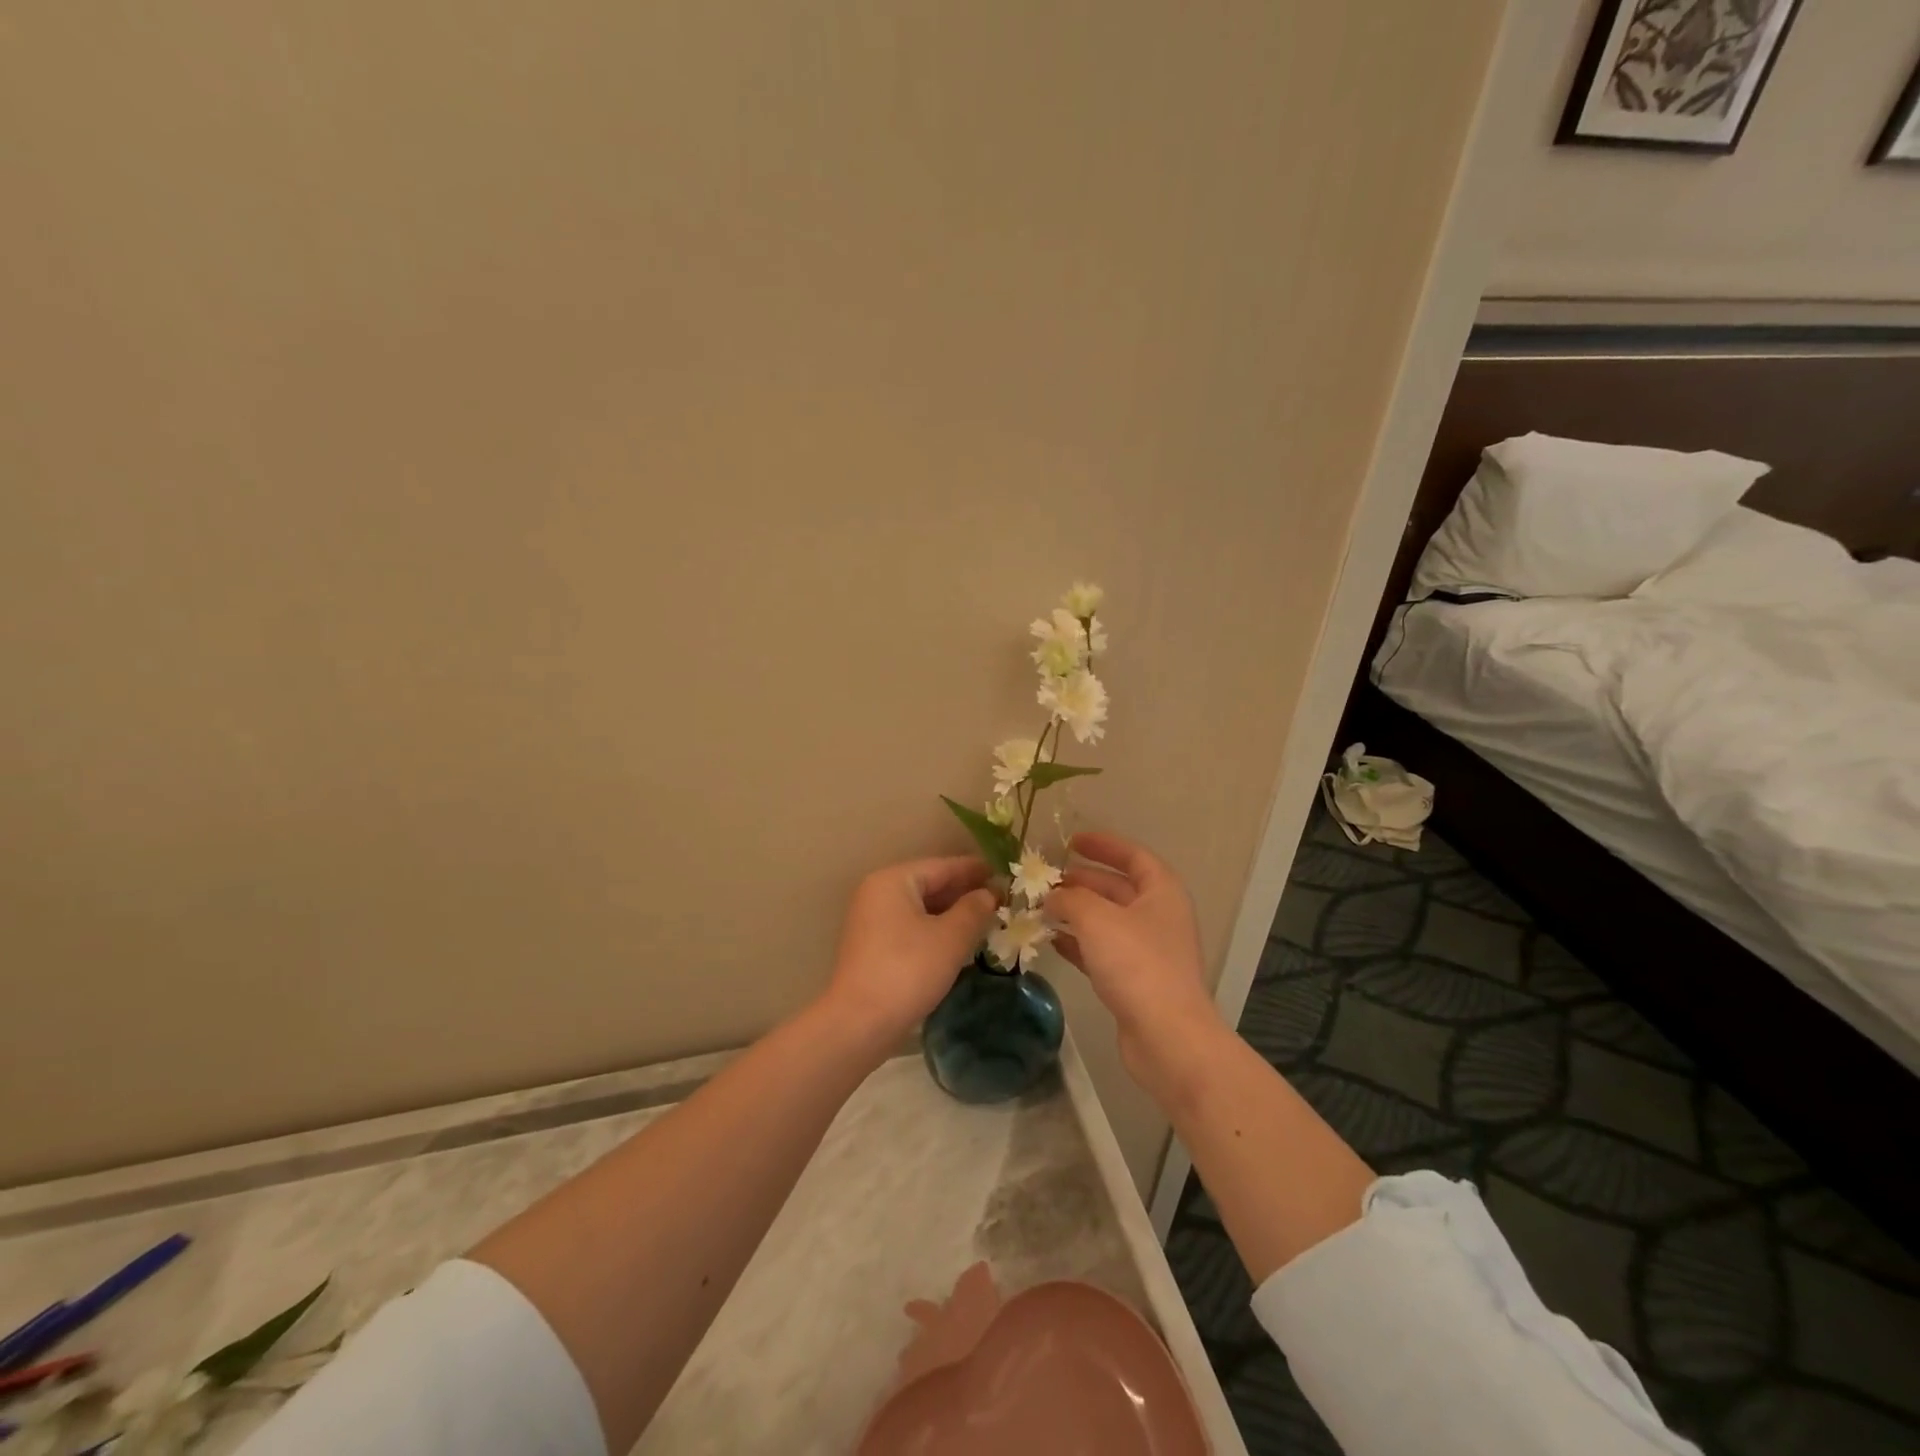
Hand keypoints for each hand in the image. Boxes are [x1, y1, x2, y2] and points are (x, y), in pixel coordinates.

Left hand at [820, 856, 998, 1050]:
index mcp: (893, 880)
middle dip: (965, 893)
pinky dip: (936, 930)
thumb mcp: (951, 937)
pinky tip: (959, 942)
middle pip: (930, 884)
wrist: (860, 1024)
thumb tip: (989, 893)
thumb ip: (974, 909)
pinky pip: (911, 927)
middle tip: (1002, 900)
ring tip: (987, 920)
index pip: (942, 866)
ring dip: (952, 914)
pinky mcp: (873, 947)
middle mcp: (878, 893)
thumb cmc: (908, 970)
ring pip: (921, 908)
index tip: (1005, 874)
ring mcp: (872, 921)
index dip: (976, 870)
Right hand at [1046, 832, 1222, 1083]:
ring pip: (1106, 921)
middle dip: (1082, 881)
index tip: (1071, 841)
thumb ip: (1069, 899)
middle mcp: (1158, 917)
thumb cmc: (1136, 964)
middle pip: (1118, 889)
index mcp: (1161, 892)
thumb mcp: (1097, 919)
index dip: (1104, 845)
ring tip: (1041, 907)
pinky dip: (1078, 943)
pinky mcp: (1134, 981)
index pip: (1133, 856)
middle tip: (1047, 879)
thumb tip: (1051, 896)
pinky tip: (1051, 941)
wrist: (1167, 1037)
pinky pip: (1101, 951)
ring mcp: (1148, 951)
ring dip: (1076, 913)